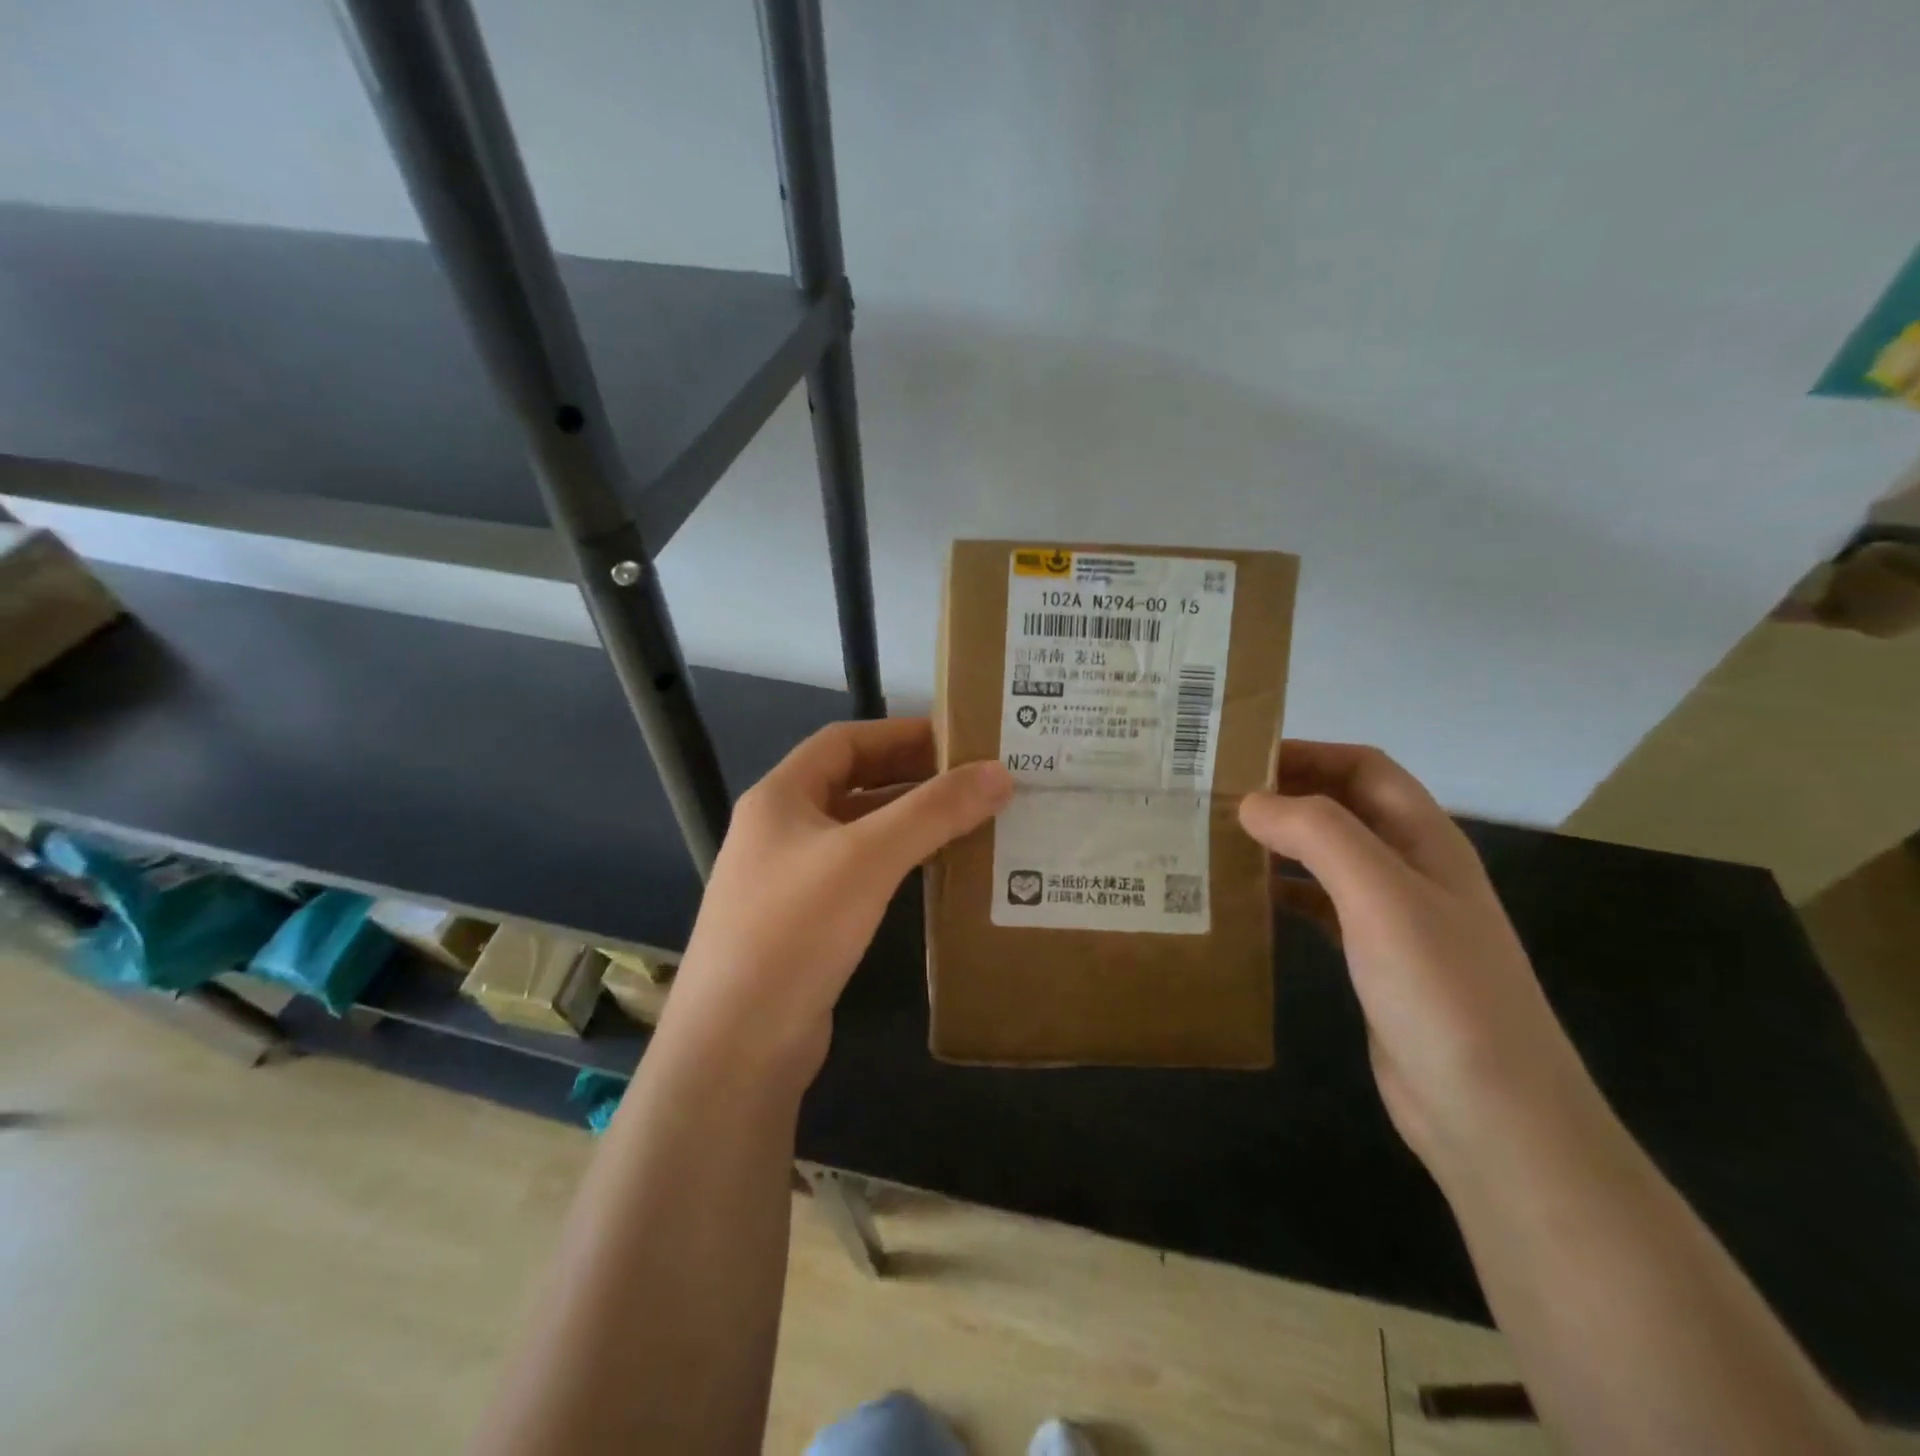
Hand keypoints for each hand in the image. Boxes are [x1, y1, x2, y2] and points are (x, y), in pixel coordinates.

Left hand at [661, 718, 1012, 1085]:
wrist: (737, 1045)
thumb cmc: (795, 929)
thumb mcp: (868, 858)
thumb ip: (933, 812)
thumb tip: (999, 773)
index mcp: (779, 797)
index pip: (844, 741)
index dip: (899, 733)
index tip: (956, 737)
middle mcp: (780, 830)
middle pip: (852, 784)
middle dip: (910, 777)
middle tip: (972, 779)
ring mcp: (789, 880)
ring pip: (858, 832)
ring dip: (907, 822)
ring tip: (967, 819)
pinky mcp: (805, 924)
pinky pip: (859, 875)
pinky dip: (896, 864)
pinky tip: (935, 872)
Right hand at [1239, 742, 1603, 1176]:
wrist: (1492, 1115)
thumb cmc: (1441, 992)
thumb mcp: (1381, 898)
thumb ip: (1318, 835)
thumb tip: (1251, 801)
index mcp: (1424, 839)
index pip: (1363, 767)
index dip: (1307, 752)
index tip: (1237, 757)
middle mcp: (1410, 867)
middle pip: (1342, 806)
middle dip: (1285, 792)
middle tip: (1212, 797)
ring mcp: (1393, 916)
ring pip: (1327, 855)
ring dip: (1279, 841)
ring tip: (1216, 840)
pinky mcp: (1372, 958)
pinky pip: (1320, 904)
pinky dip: (1283, 891)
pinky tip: (1246, 899)